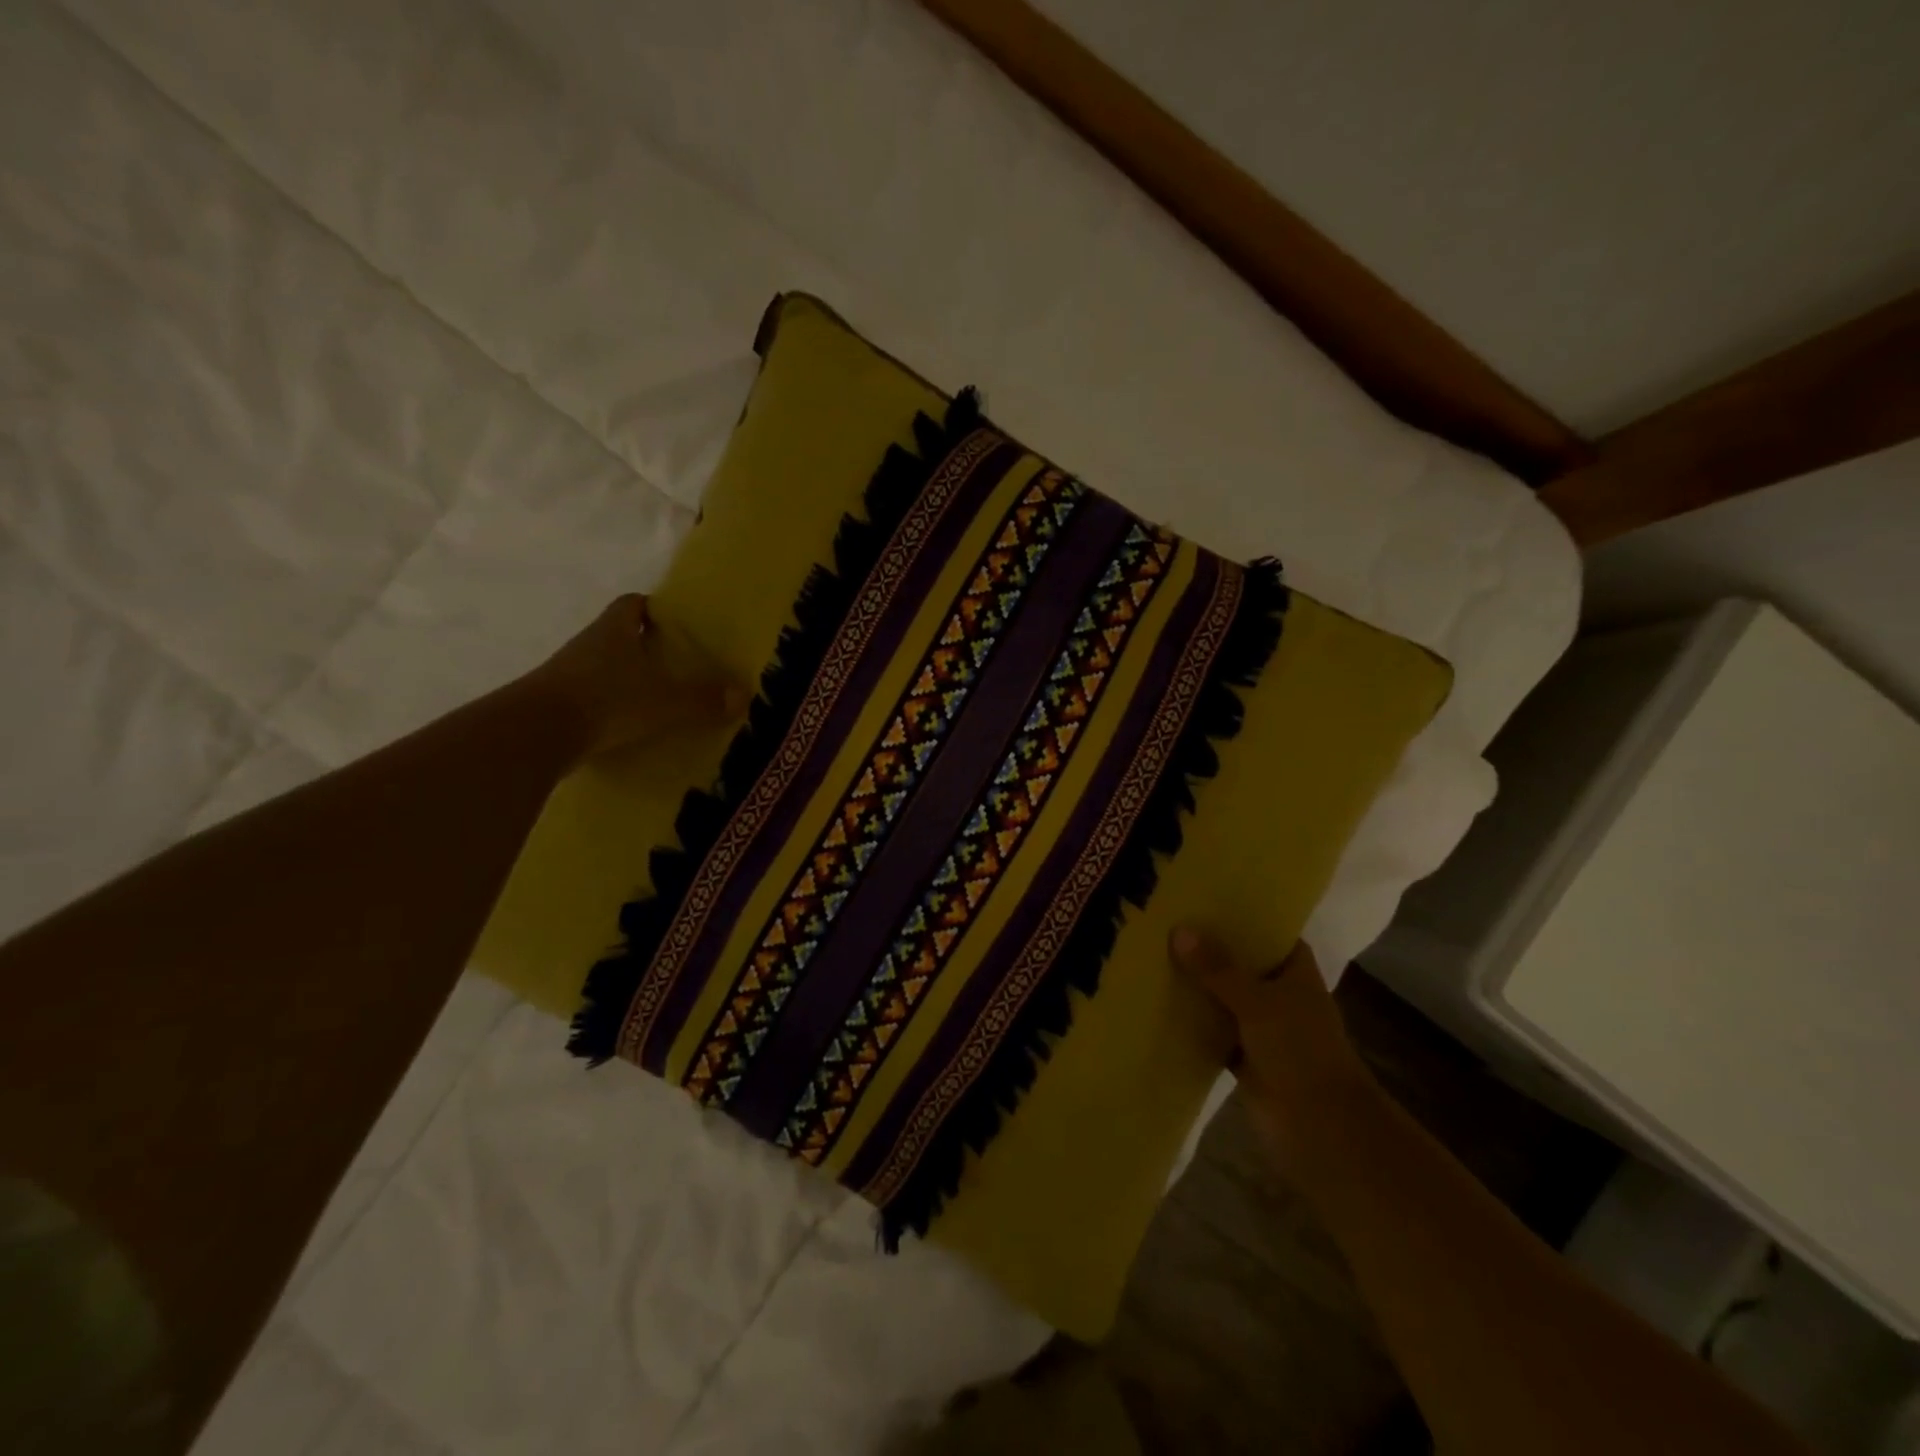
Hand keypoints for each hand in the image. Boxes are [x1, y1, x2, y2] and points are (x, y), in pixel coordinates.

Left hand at [522, 595, 748, 761]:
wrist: (536, 734)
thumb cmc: (607, 700)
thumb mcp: (665, 701)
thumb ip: (703, 699)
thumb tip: (742, 694)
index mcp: (614, 630)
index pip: (633, 604)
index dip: (653, 608)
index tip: (675, 622)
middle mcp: (588, 644)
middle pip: (618, 635)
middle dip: (644, 646)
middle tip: (676, 663)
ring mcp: (566, 674)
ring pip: (602, 667)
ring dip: (624, 678)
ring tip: (657, 697)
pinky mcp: (556, 705)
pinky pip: (590, 698)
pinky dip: (609, 707)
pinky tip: (629, 726)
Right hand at [1169, 927, 1373, 1157]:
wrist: (1320, 1126)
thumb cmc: (1300, 1050)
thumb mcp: (1257, 1001)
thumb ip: (1218, 968)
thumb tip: (1179, 930)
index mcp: (1295, 972)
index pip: (1270, 932)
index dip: (1243, 916)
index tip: (1205, 897)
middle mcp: (1279, 994)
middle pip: (1240, 963)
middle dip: (1209, 948)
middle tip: (1165, 920)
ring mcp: (1261, 1027)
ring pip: (1223, 997)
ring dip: (1196, 986)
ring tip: (1152, 954)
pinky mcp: (1243, 1057)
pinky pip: (1211, 1031)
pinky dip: (1191, 1023)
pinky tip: (1156, 1004)